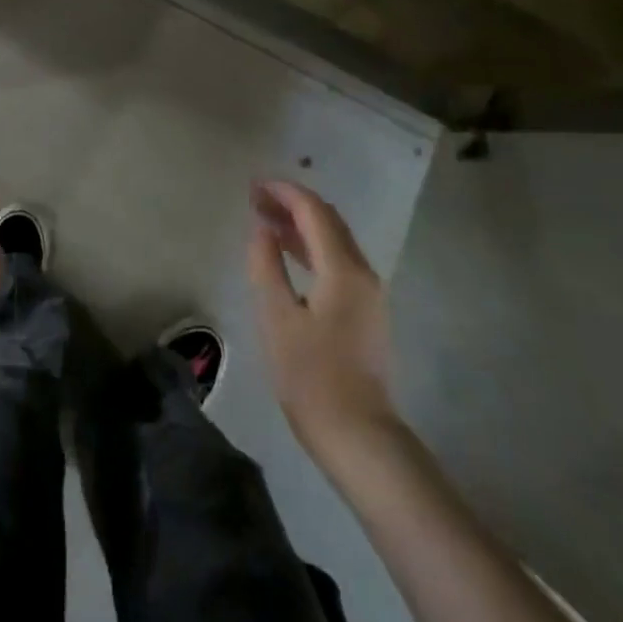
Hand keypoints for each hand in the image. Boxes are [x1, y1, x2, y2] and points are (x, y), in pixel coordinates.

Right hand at [247, 180, 399, 464]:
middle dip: (292, 203)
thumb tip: (262, 229)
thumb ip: (266, 265)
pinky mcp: (365, 311)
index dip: (284, 192)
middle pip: (328, 221)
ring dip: (301, 224)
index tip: (253, 185)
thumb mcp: (277, 317)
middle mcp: (363, 272)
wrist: (359, 436)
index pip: (314, 212)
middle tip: (255, 198)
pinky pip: (338, 261)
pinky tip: (288, 252)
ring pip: (335, 240)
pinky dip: (311, 246)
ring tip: (265, 219)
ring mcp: (369, 293)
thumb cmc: (311, 376)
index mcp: (343, 269)